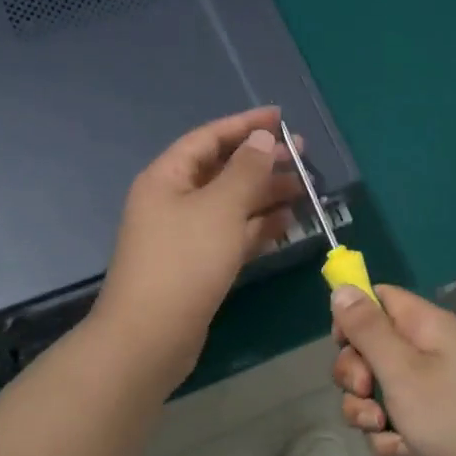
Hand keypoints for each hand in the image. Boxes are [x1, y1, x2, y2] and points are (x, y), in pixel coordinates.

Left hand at [90, 107, 303, 389]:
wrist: (150, 338)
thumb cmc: (184, 262)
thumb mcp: (220, 208)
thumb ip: (245, 170)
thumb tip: (261, 138)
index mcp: (167, 178)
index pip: (209, 138)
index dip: (245, 124)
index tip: (281, 117)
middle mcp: (173, 201)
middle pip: (222, 170)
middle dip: (262, 162)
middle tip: (303, 157)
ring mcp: (185, 235)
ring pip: (231, 204)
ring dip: (265, 195)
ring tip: (305, 189)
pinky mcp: (198, 265)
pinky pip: (232, 234)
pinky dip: (258, 227)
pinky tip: (287, 222)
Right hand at [331, 284, 455, 455]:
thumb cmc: (450, 415)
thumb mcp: (400, 369)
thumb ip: (367, 328)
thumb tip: (342, 289)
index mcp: (426, 325)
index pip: (379, 298)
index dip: (354, 317)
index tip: (342, 344)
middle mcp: (429, 349)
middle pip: (371, 345)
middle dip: (356, 373)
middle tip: (365, 391)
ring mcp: (431, 386)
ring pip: (377, 386)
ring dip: (367, 409)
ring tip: (379, 427)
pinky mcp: (431, 419)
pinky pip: (393, 417)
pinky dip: (389, 434)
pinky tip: (400, 449)